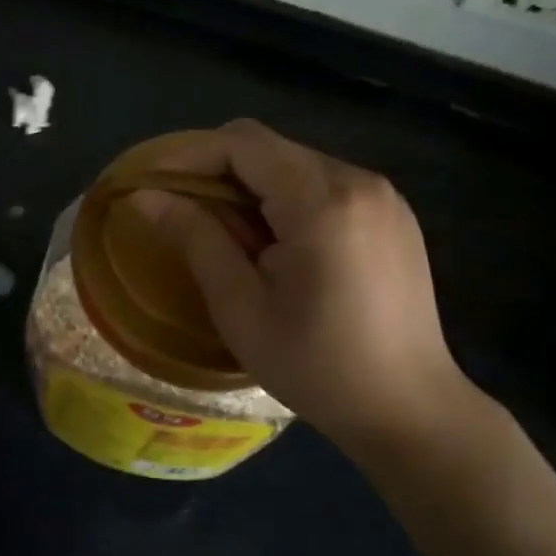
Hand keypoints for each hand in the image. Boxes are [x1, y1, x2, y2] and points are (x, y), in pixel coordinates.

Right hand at [137, 120, 476, 452]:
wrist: (412, 411)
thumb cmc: (318, 367)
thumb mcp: (241, 308)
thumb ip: (195, 238)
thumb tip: (143, 196)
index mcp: (322, 201)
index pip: (243, 144)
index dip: (189, 154)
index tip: (150, 180)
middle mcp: (358, 180)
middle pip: (269, 146)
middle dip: (217, 167)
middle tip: (182, 208)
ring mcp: (383, 195)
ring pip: (295, 161)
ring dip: (251, 182)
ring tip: (228, 231)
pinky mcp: (393, 213)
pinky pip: (324, 182)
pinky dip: (286, 195)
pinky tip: (276, 240)